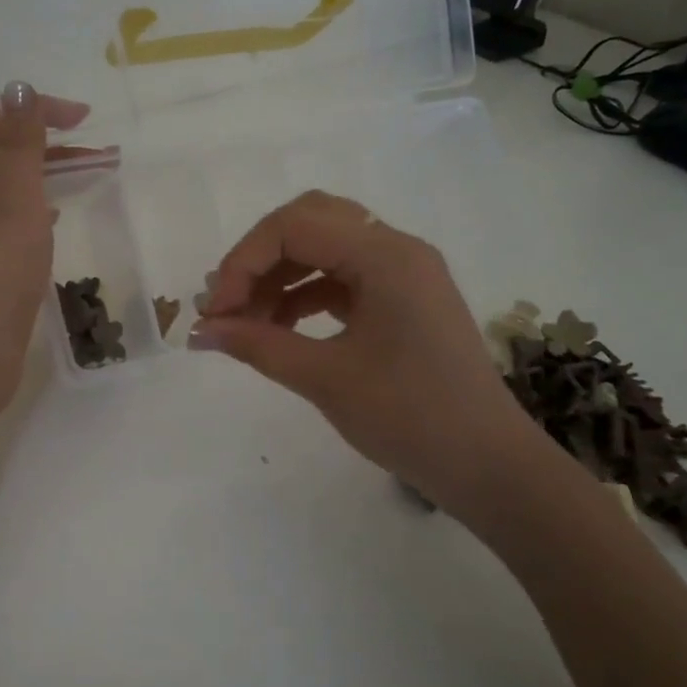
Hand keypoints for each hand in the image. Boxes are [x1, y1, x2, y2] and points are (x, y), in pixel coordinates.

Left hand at [0, 81, 90, 419]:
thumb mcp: (14, 207)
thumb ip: (20, 148)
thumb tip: (20, 88)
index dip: (33, 107)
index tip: (84, 121)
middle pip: (1, 148)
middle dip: (49, 140)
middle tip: (103, 151)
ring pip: (11, 184)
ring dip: (50, 172)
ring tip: (96, 175)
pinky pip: (12, 217)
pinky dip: (40, 205)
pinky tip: (60, 214)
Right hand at [191, 190, 544, 522]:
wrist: (486, 464)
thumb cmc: (409, 417)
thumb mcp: (325, 379)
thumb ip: (258, 345)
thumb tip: (200, 331)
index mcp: (385, 255)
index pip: (294, 226)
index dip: (243, 261)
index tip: (216, 312)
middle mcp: (397, 249)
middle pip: (310, 221)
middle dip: (260, 258)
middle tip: (229, 304)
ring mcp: (404, 273)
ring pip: (325, 248)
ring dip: (280, 276)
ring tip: (248, 323)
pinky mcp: (403, 299)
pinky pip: (343, 277)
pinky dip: (305, 295)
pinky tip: (281, 328)